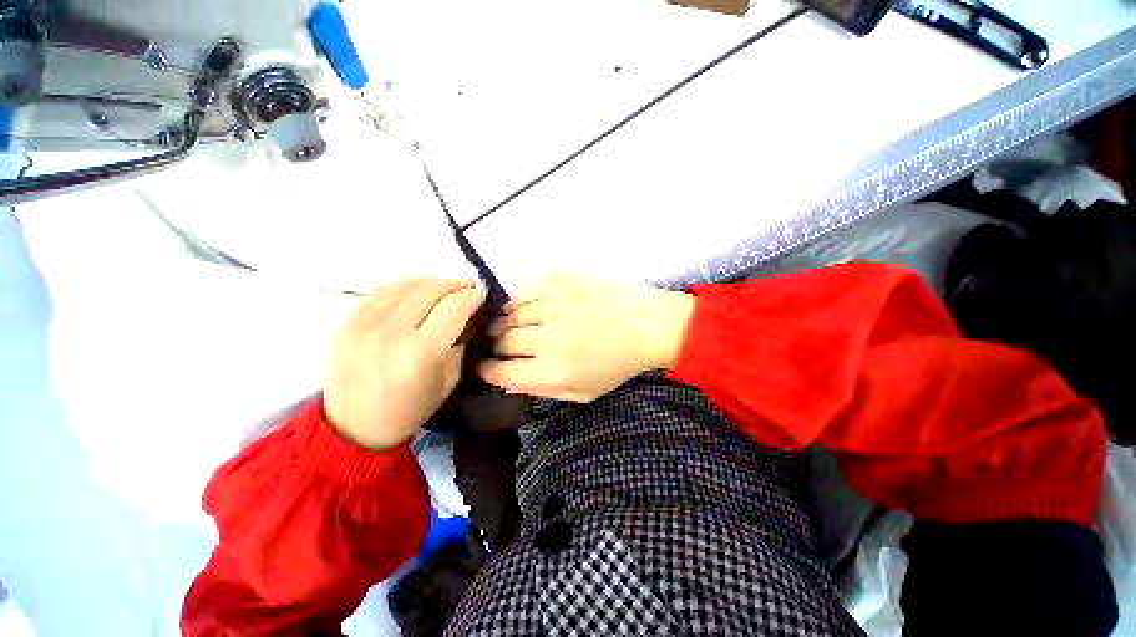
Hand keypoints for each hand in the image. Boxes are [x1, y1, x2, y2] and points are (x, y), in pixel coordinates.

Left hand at [325, 277, 485, 449]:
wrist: (356, 428)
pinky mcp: (346, 323)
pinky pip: (381, 291)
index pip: (454, 307)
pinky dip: (405, 286)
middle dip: (456, 284)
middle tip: (468, 287)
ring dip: (432, 281)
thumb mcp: (450, 380)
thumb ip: (460, 343)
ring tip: (444, 287)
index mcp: (421, 353)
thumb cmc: (411, 409)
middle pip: (431, 290)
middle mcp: (391, 334)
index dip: (473, 296)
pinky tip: (416, 292)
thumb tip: (466, 316)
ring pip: (406, 285)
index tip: (482, 294)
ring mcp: (364, 326)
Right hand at [478, 273, 693, 401]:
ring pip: (509, 314)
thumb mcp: (582, 392)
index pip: (501, 372)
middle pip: (502, 341)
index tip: (486, 366)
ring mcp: (552, 303)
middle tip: (504, 345)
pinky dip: (521, 302)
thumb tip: (506, 379)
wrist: (647, 324)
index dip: (487, 370)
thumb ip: (542, 389)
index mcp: (554, 371)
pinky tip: (530, 307)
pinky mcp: (559, 279)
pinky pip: (524, 290)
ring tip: (516, 325)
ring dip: (507, 323)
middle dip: (498, 346)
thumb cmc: (616, 364)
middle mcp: (548, 338)